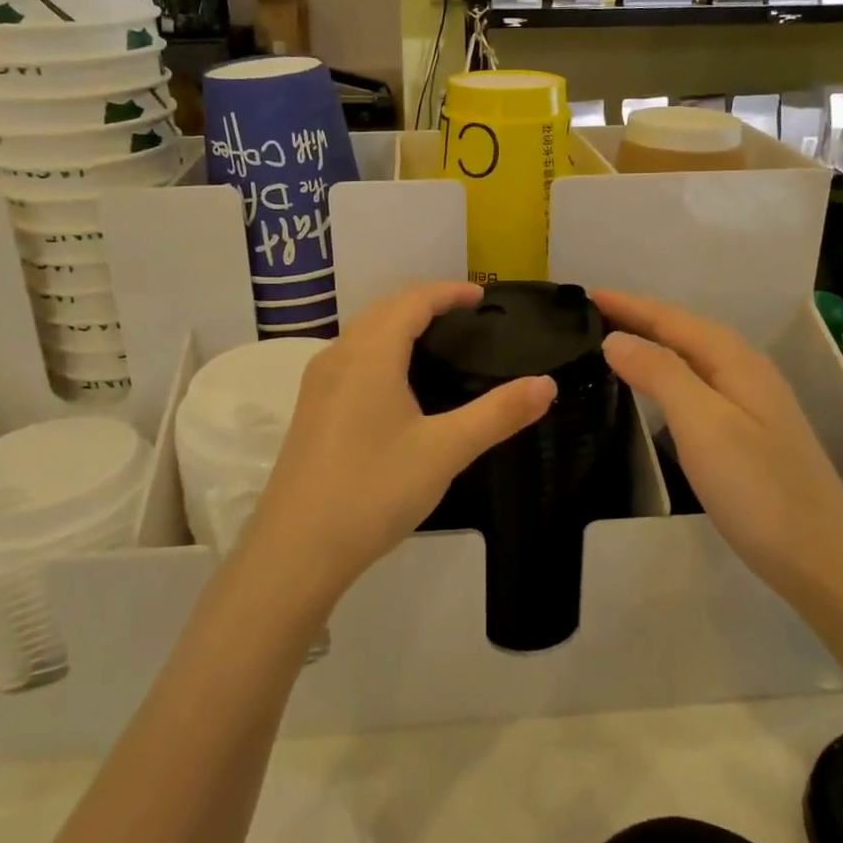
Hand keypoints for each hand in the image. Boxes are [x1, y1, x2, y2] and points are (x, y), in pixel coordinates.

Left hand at [243, 282, 556, 607]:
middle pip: (384, 309)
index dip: (449, 292)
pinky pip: (350, 357)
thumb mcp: (445, 451)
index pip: (413, 300)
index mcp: (370, 353)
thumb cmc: (373, 490)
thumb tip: (547, 384)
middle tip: (466, 316)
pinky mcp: (310, 409)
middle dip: (425, 301)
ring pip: (362, 332)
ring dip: (399, 323)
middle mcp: (338, 356)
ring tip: (437, 341)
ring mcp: (318, 383)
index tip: (483, 297)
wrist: (295, 549)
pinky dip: (380, 348)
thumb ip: (498, 414)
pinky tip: (396, 383)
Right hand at [594, 290, 842, 604]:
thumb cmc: (758, 490)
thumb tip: (616, 338)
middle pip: (685, 332)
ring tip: (616, 341)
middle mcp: (747, 372)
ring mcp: (753, 403)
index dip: (630, 305)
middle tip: (593, 314)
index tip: (587, 294)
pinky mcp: (751, 433)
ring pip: (694, 357)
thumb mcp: (703, 425)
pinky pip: (700, 383)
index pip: (673, 319)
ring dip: (654, 343)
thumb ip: (660, 374)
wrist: (821, 560)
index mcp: (736, 362)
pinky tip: (658, 388)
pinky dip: (669, 373)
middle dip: (641, 318)